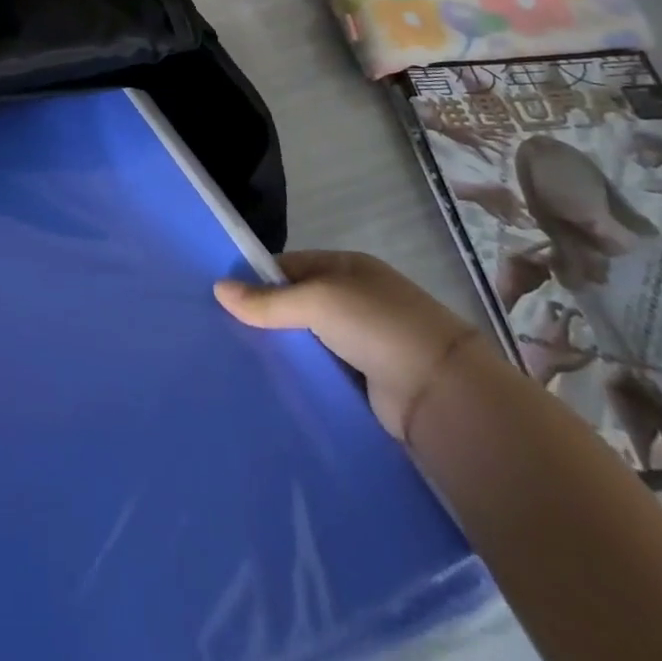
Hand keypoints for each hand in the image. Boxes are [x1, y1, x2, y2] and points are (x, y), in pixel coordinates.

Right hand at [214, 250, 484, 440]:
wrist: (444, 394)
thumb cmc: (378, 326)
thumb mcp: (317, 301)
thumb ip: (267, 300)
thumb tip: (217, 289)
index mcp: (347, 267)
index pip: (289, 266)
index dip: (257, 278)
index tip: (223, 297)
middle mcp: (355, 299)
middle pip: (296, 303)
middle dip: (265, 316)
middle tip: (223, 330)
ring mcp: (363, 341)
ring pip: (307, 339)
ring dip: (283, 348)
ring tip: (237, 358)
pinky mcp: (366, 380)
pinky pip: (322, 370)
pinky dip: (301, 374)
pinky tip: (271, 382)